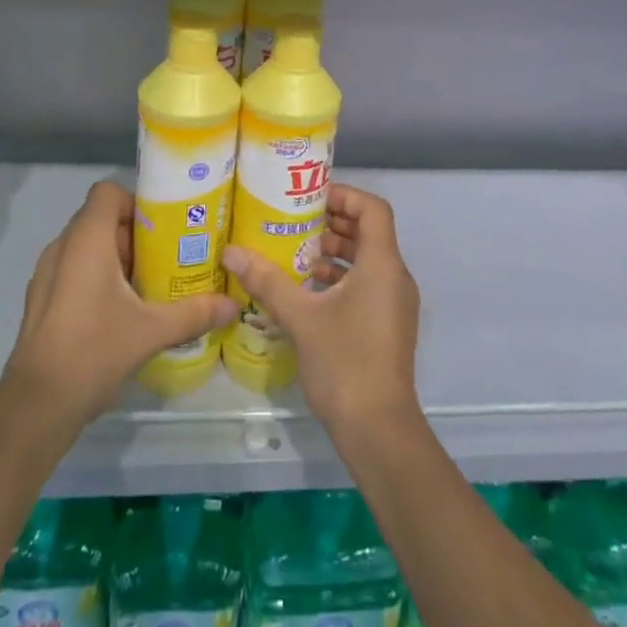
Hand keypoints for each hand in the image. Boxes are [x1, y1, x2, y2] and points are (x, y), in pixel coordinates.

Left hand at [0, 181, 238, 430]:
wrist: (36, 406)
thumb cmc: (93, 350)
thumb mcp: (151, 330)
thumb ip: (194, 313)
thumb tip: (233, 304)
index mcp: (86, 239)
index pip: (108, 192)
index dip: (136, 201)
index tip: (164, 226)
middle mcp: (63, 247)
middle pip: (102, 219)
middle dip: (136, 234)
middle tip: (169, 254)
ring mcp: (48, 274)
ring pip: (88, 247)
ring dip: (118, 257)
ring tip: (151, 282)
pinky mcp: (43, 300)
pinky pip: (75, 270)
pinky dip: (99, 277)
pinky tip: (123, 309)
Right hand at [223, 184, 420, 436]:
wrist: (379, 430)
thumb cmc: (344, 363)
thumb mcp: (300, 318)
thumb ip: (267, 281)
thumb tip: (231, 253)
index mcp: (382, 264)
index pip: (372, 208)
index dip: (343, 195)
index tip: (309, 198)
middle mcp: (395, 276)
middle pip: (369, 232)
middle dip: (332, 223)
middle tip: (294, 223)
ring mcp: (395, 303)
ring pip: (367, 261)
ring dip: (335, 253)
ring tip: (295, 255)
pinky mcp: (389, 326)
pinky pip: (367, 285)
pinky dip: (341, 279)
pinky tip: (307, 293)